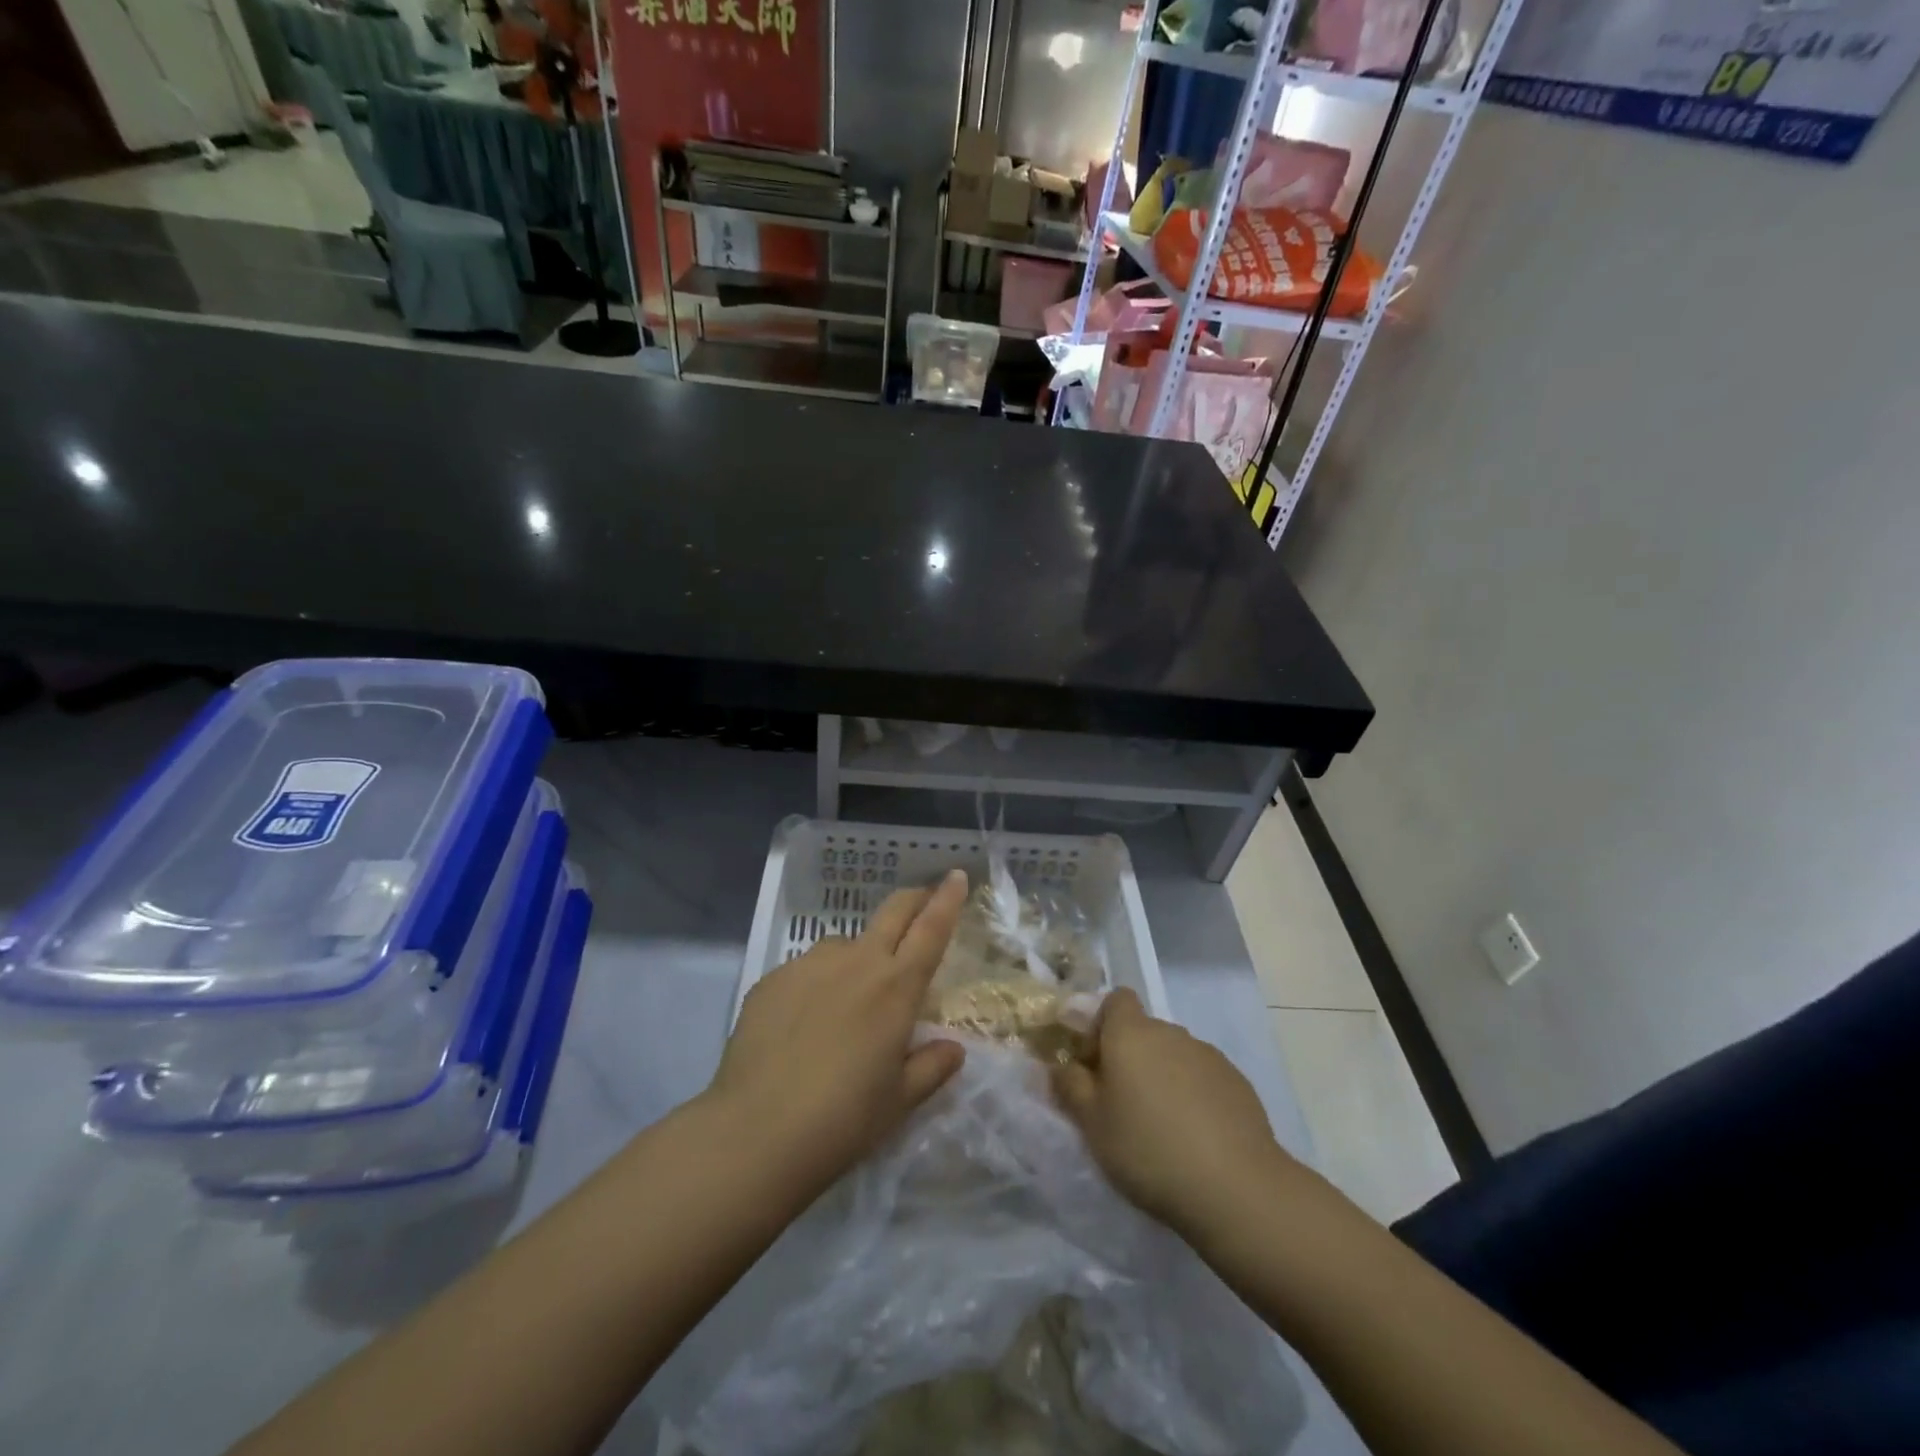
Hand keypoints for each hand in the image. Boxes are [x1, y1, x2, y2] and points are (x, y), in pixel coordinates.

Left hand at [706, 870, 969, 1198]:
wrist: (756, 1133)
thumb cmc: (843, 1120)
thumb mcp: (899, 1102)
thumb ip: (931, 1068)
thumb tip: (953, 1049)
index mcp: (896, 988)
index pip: (931, 929)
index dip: (947, 899)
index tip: (956, 876)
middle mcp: (856, 963)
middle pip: (893, 912)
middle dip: (913, 898)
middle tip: (923, 899)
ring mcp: (810, 965)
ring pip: (845, 943)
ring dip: (859, 955)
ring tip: (848, 998)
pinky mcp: (772, 979)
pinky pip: (806, 969)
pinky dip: (817, 983)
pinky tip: (803, 1023)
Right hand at [1052, 988, 1298, 1236]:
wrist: (1235, 1187)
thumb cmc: (1147, 1148)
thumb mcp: (1091, 1123)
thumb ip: (1070, 1086)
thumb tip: (1062, 1065)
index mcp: (1131, 1033)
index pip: (1115, 999)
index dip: (1101, 1025)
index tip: (1095, 1065)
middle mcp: (1170, 1032)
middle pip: (1143, 1031)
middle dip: (1130, 1058)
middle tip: (1121, 1106)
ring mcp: (1208, 1055)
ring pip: (1173, 1055)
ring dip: (1162, 1077)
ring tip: (1161, 1128)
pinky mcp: (1237, 1083)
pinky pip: (1202, 1078)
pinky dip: (1193, 1096)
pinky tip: (1196, 1138)